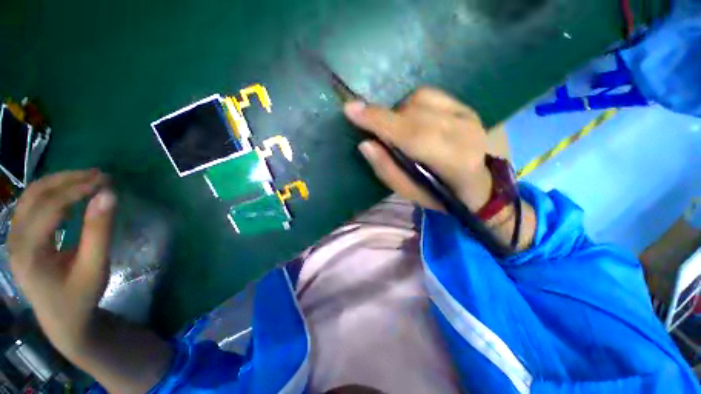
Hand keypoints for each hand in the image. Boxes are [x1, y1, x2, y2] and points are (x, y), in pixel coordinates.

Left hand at [8, 170, 115, 356]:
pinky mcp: (20, 237)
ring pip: (31, 196)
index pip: (50, 207)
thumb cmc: (79, 297)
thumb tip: (109, 195)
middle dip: (67, 180)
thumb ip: (99, 231)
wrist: (62, 321)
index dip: (77, 189)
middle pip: (35, 195)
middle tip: (99, 175)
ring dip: (59, 183)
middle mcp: (14, 239)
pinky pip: (32, 205)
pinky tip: (72, 195)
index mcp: (29, 251)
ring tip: (88, 180)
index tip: (106, 181)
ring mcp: (14, 237)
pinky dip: (53, 193)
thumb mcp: (94, 267)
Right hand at [344, 87, 492, 211]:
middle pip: (412, 114)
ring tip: (398, 132)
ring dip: (398, 114)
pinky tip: (411, 120)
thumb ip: (387, 170)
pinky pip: (428, 94)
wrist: (479, 185)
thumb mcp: (410, 193)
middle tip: (370, 127)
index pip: (410, 135)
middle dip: (384, 118)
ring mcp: (467, 114)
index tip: (350, 110)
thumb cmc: (441, 194)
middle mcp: (464, 131)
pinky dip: (411, 105)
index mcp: (453, 161)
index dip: (379, 121)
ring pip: (418, 100)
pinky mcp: (465, 106)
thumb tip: (365, 144)